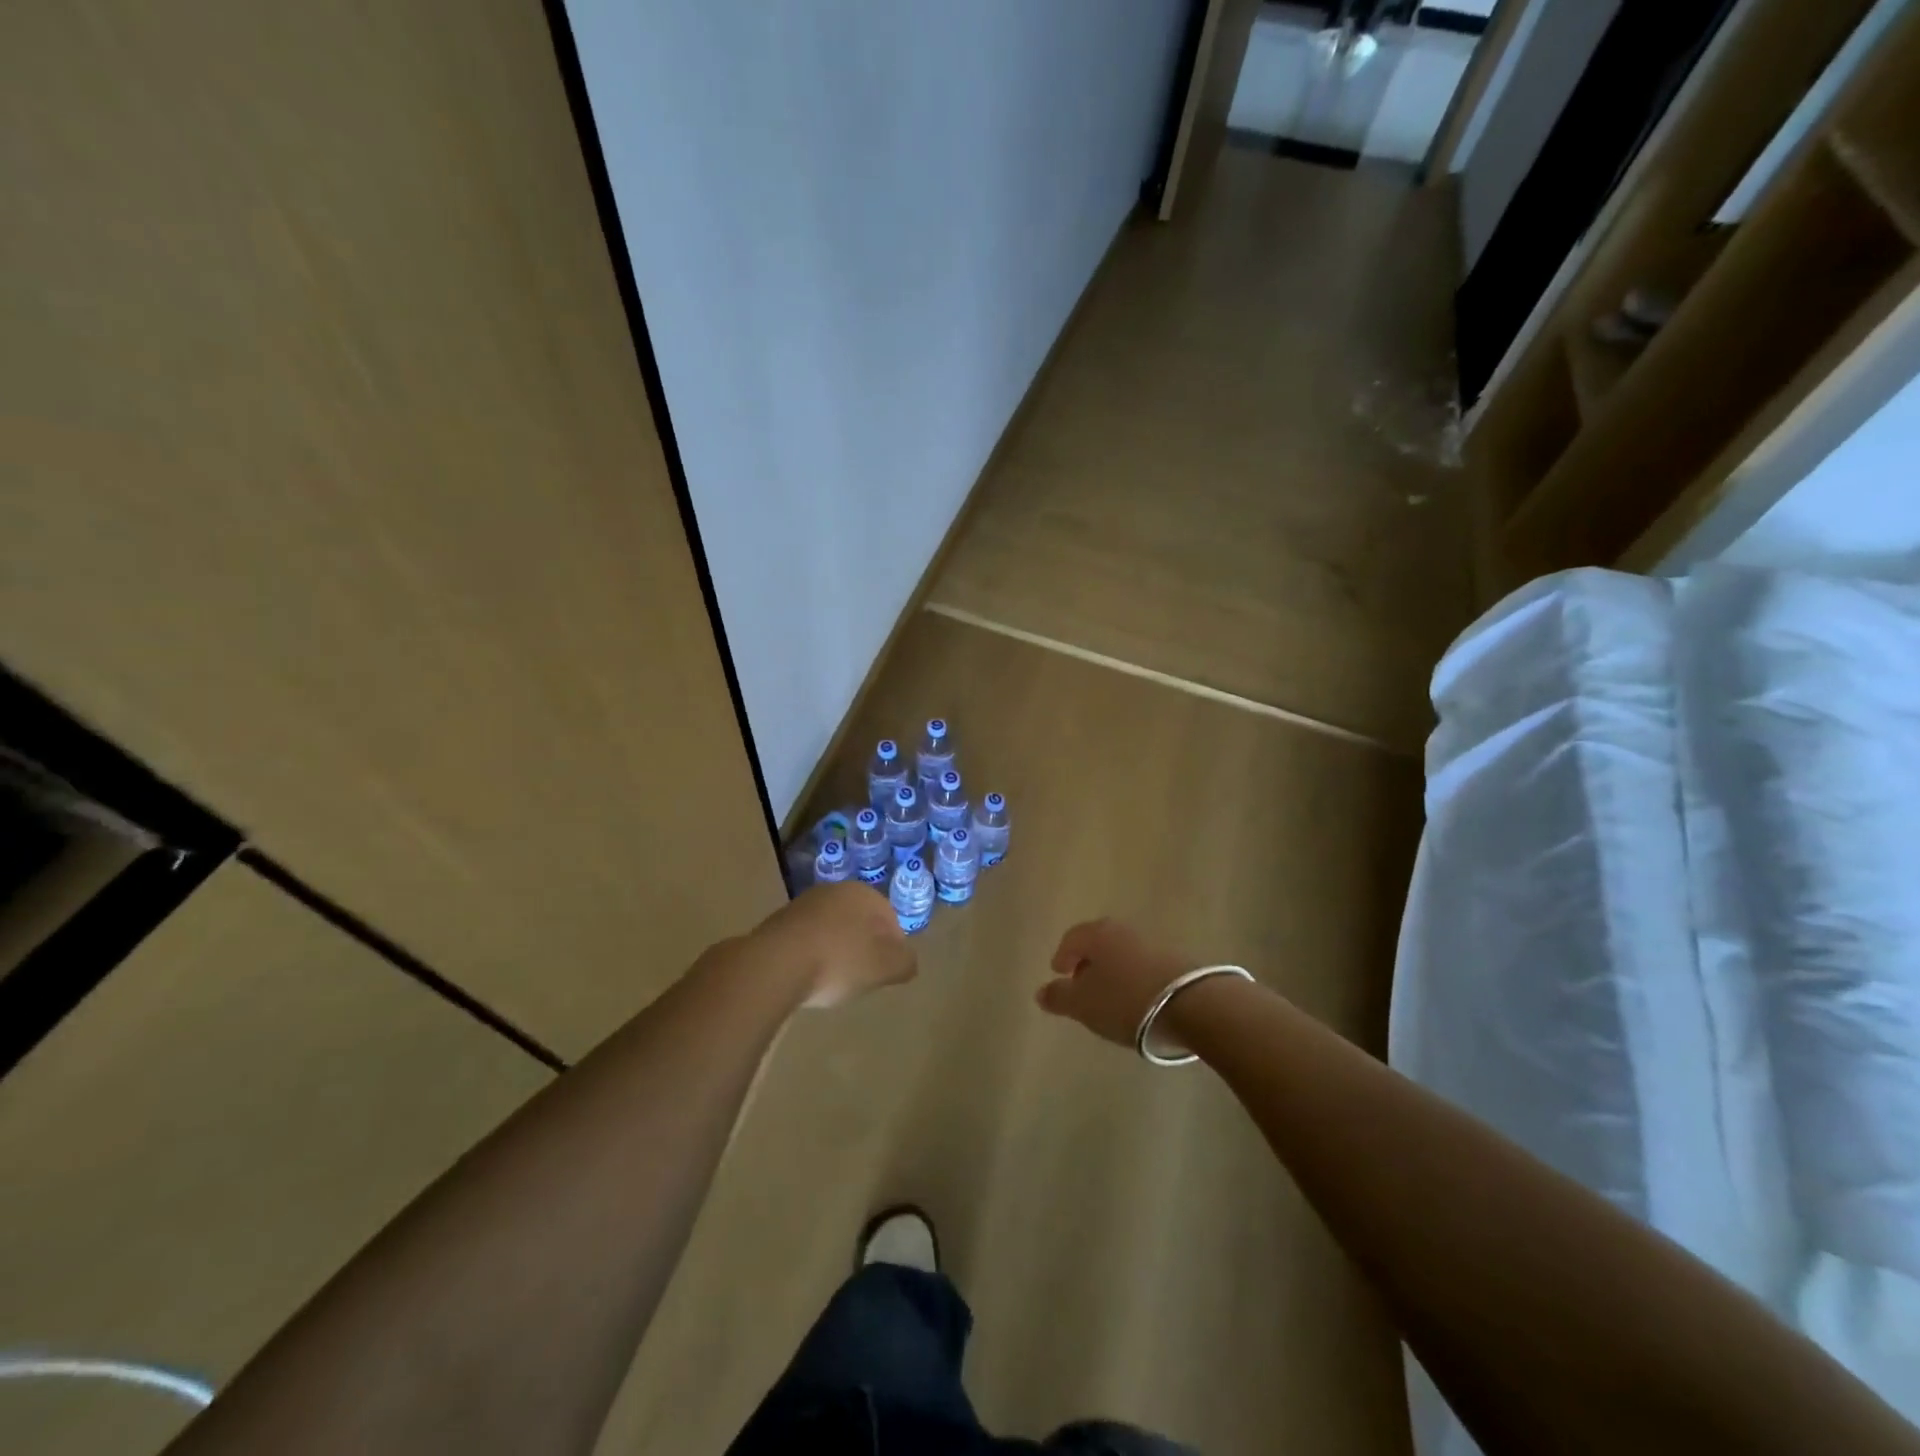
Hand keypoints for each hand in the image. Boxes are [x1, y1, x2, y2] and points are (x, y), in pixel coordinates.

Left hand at [749, 881, 916, 1009]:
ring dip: (836, 950)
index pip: (889, 917)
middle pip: (859, 921)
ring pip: (831, 929)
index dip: (893, 946)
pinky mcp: (777, 923)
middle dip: (863, 946)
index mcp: (863, 893)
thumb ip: (905, 962)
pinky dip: (812, 955)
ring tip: (834, 980)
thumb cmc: (838, 961)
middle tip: (863, 975)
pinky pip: (806, 939)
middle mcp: (833, 891)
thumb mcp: (885, 967)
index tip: (887, 971)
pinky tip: (808, 977)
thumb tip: (908, 961)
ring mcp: (802, 905)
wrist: (774, 965)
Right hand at [1037, 918, 1193, 1050]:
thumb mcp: (1084, 1005)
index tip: (1059, 973)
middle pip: (1099, 943)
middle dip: (1089, 962)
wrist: (1194, 1004)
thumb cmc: (1126, 1000)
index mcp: (1097, 934)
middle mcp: (1124, 931)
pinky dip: (1136, 979)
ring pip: (1124, 954)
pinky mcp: (1179, 960)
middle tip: (1082, 984)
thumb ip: (1059, 997)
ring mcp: (1154, 943)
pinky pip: (1147, 966)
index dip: (1062, 956)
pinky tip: (1139, 1000)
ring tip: (1112, 997)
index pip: (1071, 938)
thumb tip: (1041, 991)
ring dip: (1115, 971)